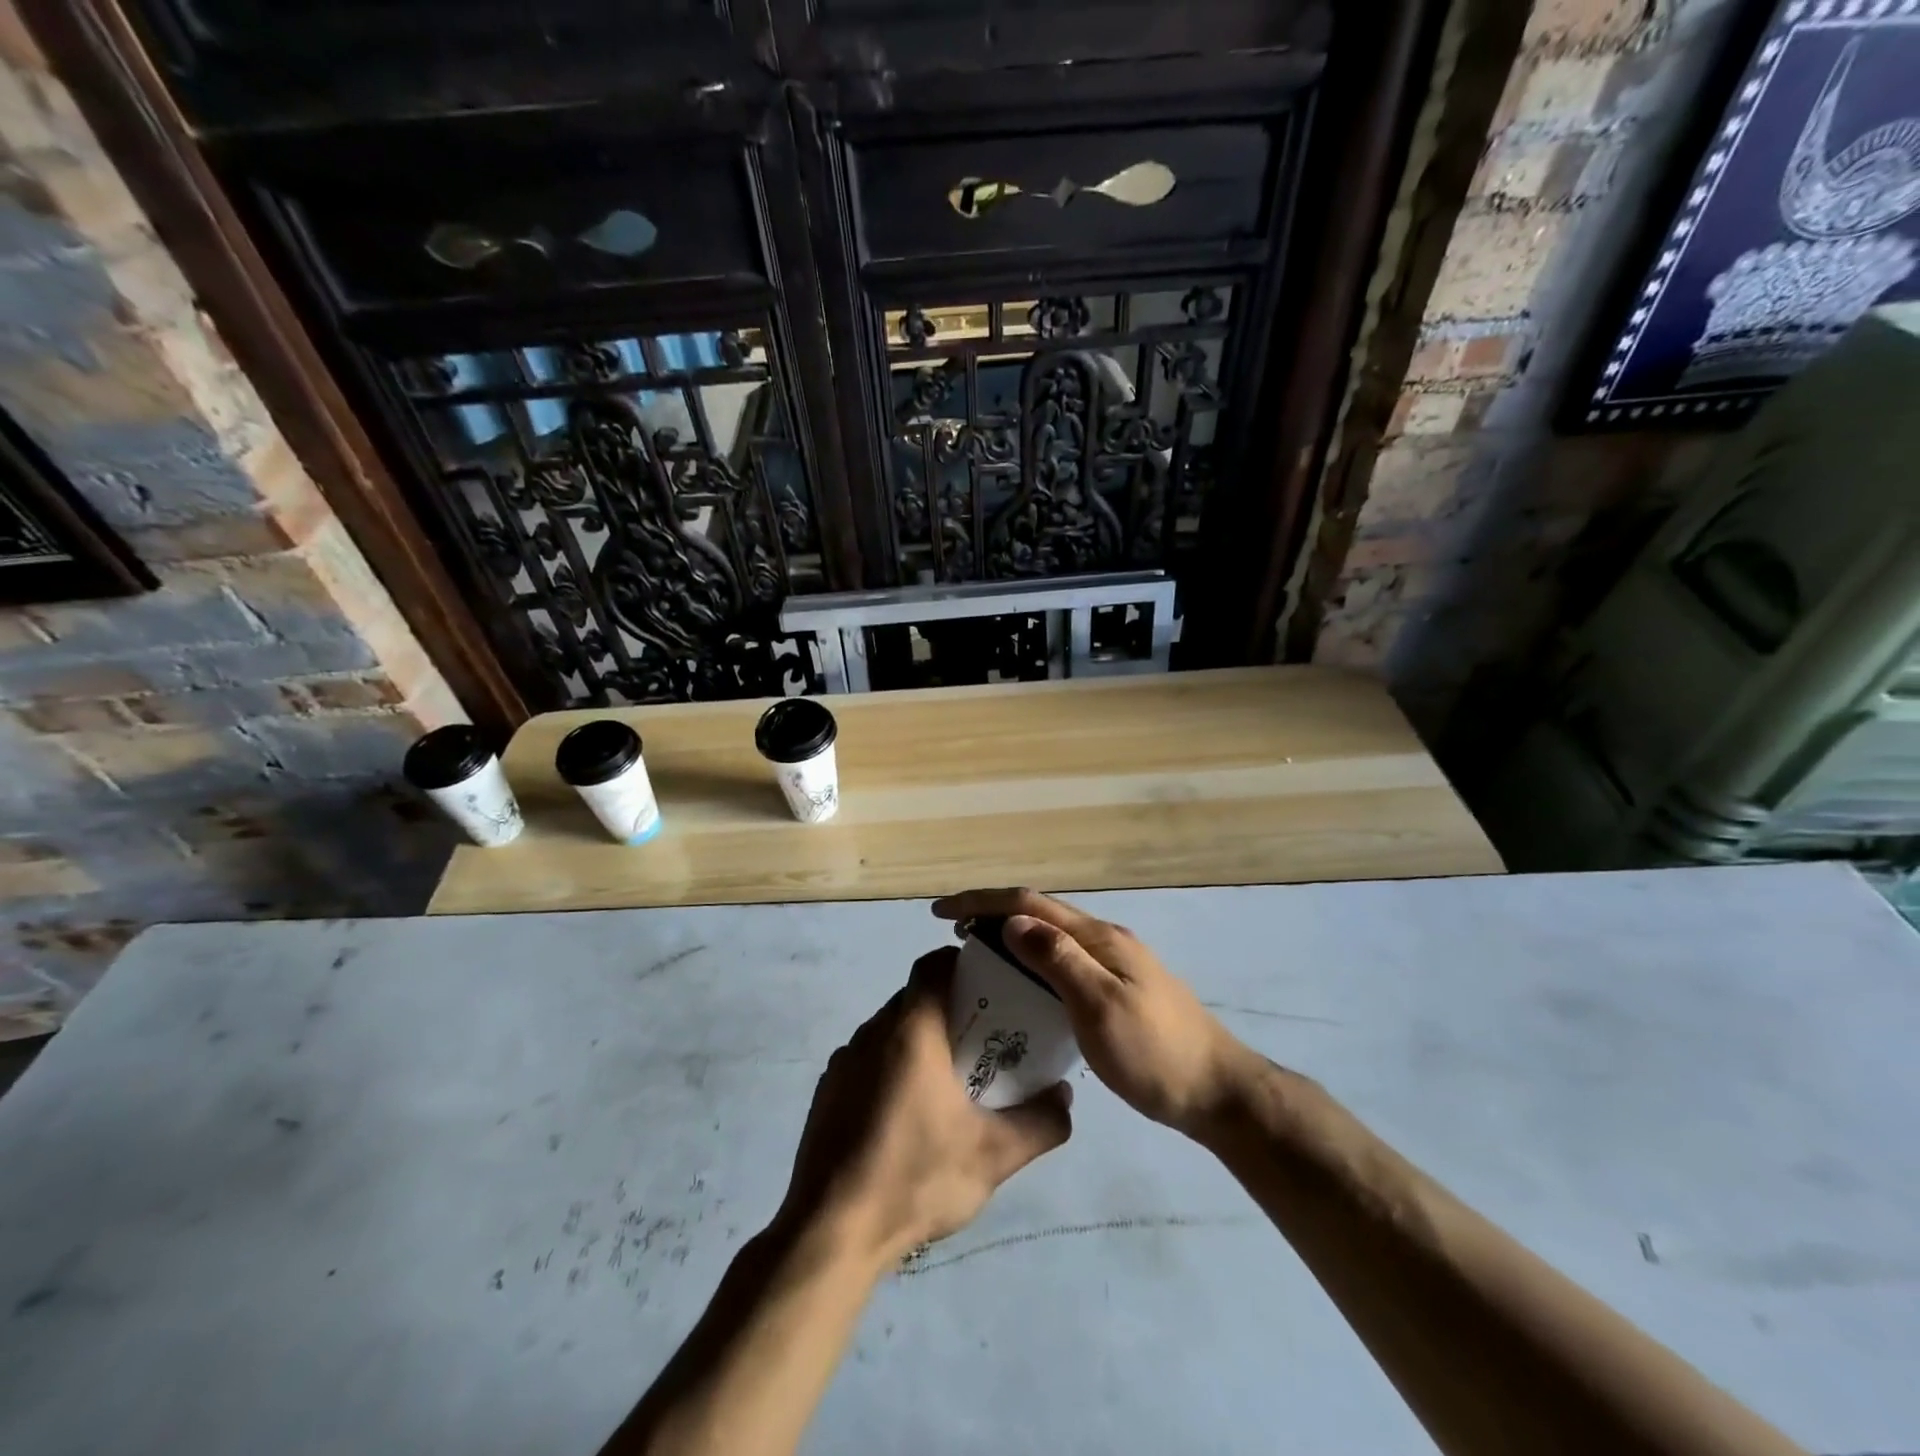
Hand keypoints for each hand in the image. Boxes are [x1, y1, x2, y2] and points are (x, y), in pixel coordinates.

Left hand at [778, 948, 1071, 1265]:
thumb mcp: (994, 1156)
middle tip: (985, 1038)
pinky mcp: (827, 1093)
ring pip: (889, 1030)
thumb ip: (1041, 1122)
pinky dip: (892, 1068)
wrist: (830, 1233)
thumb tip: (1065, 1095)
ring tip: (951, 1078)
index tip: (991, 984)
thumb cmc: (915, 1178)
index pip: (933, 966)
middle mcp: (872, 1033)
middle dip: (950, 1007)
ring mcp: (843, 1062)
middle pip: (914, 998)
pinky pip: (867, 1060)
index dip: (962, 964)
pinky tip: (908, 1114)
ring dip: (919, 1041)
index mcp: (911, 1031)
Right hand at [932, 888, 1254, 1137]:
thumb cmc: (1155, 1053)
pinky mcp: (1118, 989)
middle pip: (1039, 915)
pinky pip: (1063, 963)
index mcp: (1098, 938)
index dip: (982, 902)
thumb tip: (1012, 922)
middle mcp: (1104, 942)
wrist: (1217, 1093)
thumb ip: (1057, 960)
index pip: (1029, 905)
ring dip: (1011, 939)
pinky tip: (1020, 988)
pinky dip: (1032, 964)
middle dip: (992, 915)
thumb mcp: (1100, 1007)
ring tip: (976, 958)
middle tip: (952, 936)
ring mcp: (1114, 965)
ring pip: (1051, 939)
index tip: (941, 912)